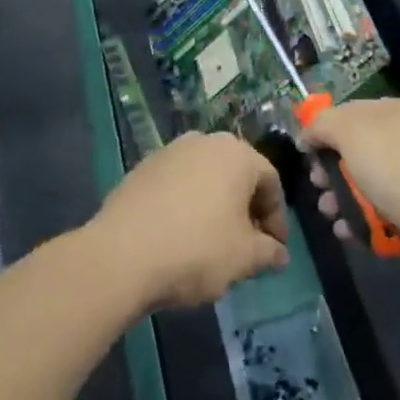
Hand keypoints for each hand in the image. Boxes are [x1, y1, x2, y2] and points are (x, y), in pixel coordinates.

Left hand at [90, 133, 288, 311]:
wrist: (121, 255)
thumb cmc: (196, 250)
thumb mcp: (244, 258)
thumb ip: (268, 252)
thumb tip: (279, 254)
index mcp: (237, 153)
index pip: (270, 183)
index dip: (277, 219)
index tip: (274, 251)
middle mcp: (205, 141)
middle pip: (237, 176)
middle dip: (246, 210)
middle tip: (247, 246)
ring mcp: (170, 151)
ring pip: (205, 178)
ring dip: (215, 206)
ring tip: (212, 243)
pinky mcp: (142, 168)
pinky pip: (176, 185)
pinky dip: (186, 205)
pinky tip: (179, 236)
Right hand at [302, 98, 399, 285]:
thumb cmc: (395, 167)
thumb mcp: (351, 131)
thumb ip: (322, 124)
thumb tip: (307, 133)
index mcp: (390, 113)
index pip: (348, 112)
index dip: (323, 128)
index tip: (305, 149)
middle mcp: (399, 142)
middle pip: (350, 151)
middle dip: (328, 168)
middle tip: (319, 182)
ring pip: (357, 186)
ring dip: (337, 198)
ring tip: (330, 210)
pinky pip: (370, 214)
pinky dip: (355, 222)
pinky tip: (347, 228)